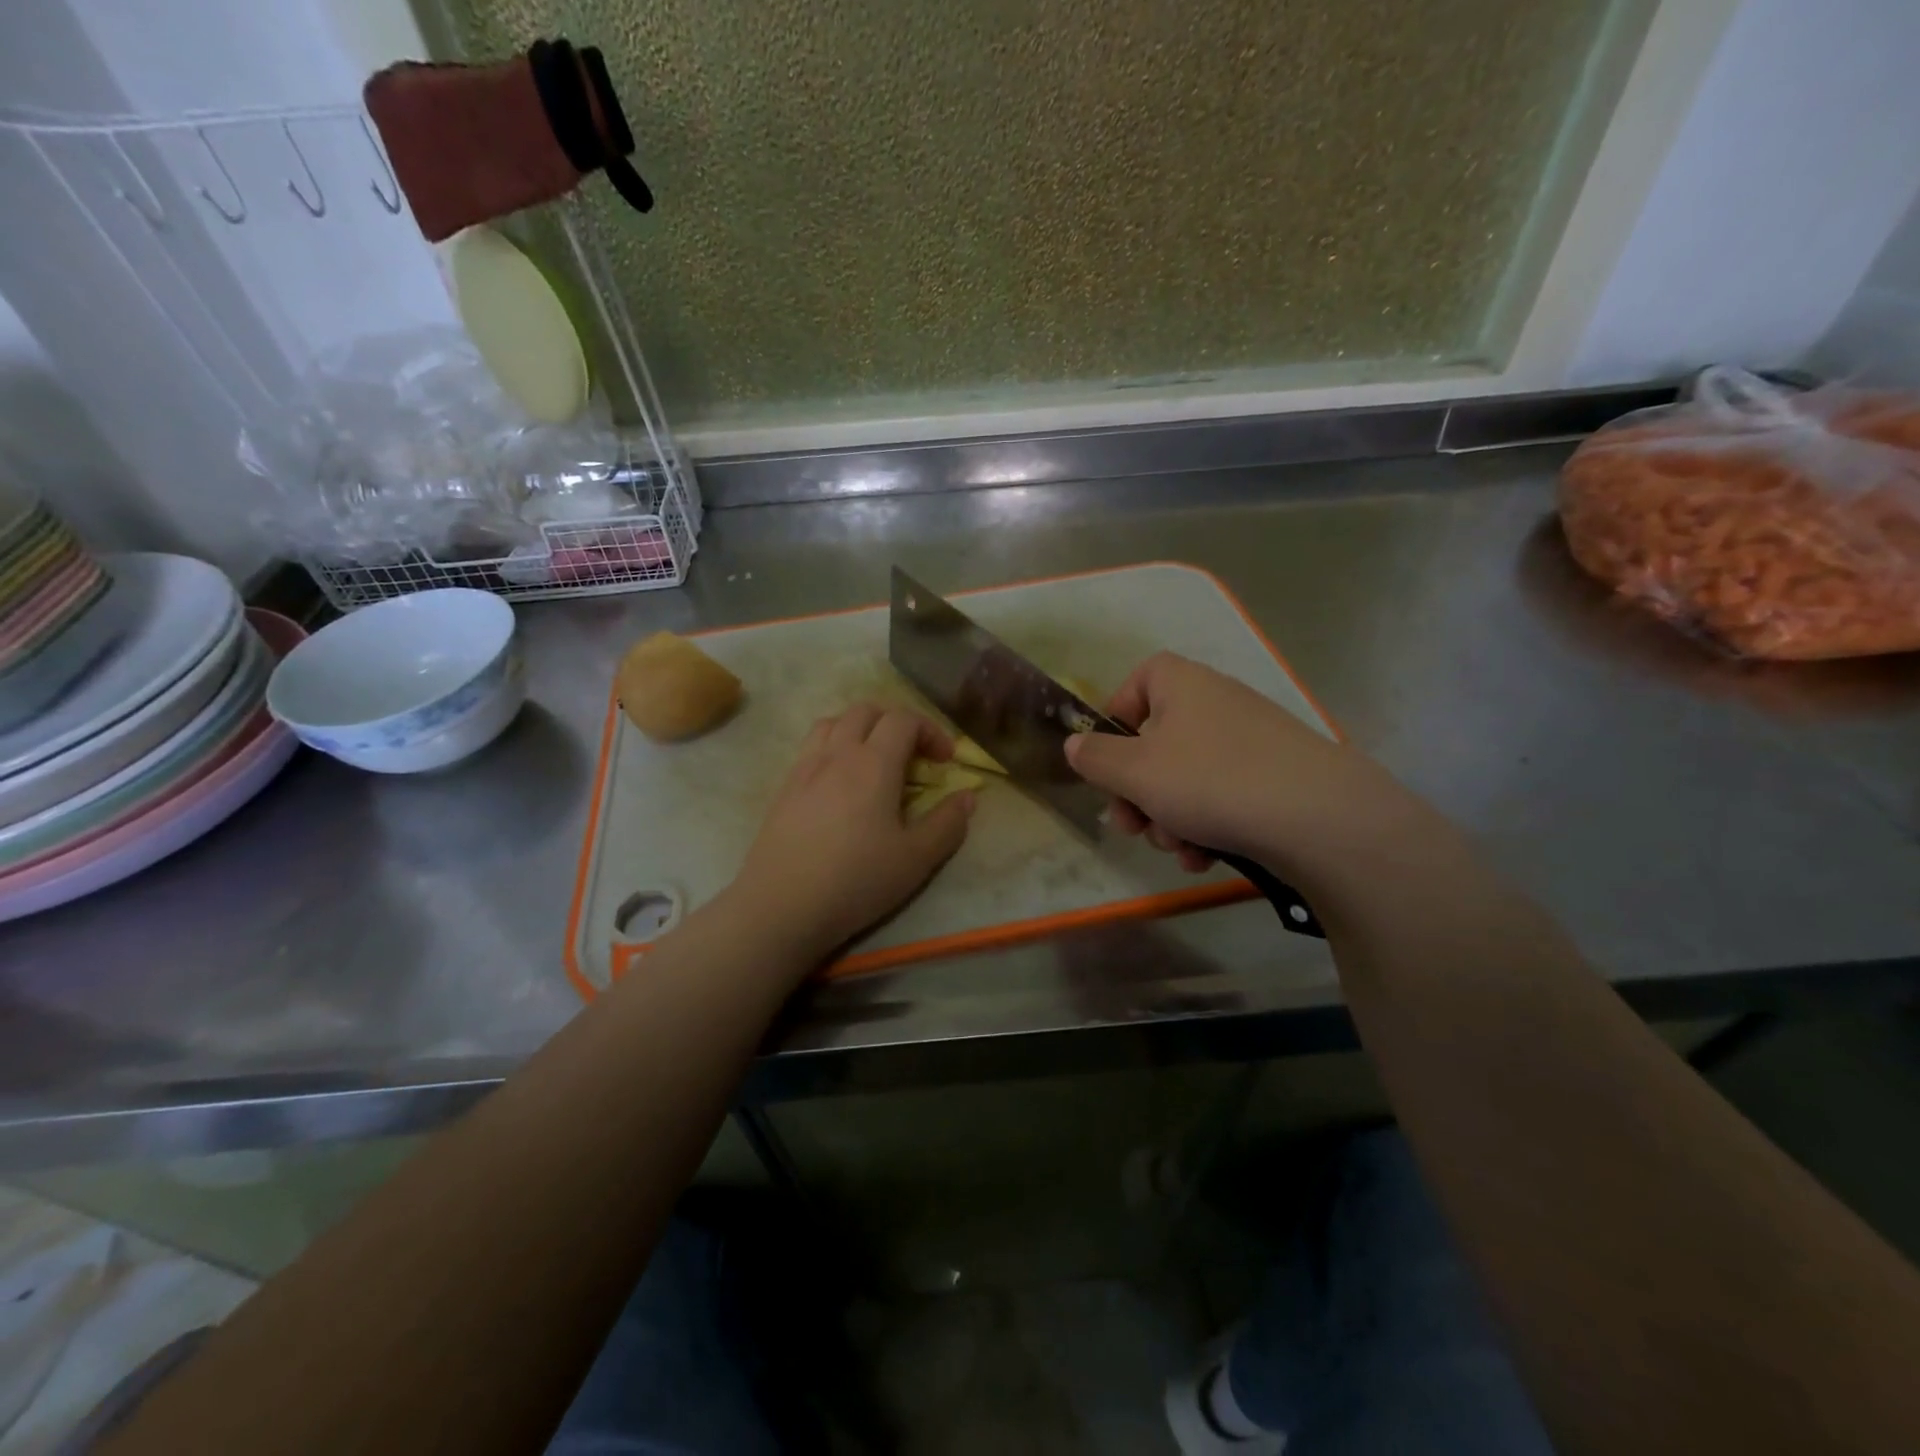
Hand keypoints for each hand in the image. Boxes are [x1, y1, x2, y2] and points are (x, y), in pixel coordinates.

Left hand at [731, 704, 974, 964]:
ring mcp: (805, 768)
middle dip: (896, 723)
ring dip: (861, 729)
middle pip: (866, 711)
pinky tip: (839, 784)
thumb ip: (947, 824)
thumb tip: (967, 797)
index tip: (945, 761)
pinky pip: (811, 746)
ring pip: (833, 722)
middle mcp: (837, 754)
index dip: (930, 731)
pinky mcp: (784, 788)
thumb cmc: (855, 881)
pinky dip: (833, 747)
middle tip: (913, 756)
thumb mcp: (916, 859)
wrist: (781, 906)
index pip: (903, 719)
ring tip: (874, 760)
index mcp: (873, 763)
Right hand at [1064, 652, 1400, 873]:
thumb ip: (1095, 757)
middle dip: (1137, 791)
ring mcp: (1250, 740)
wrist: (1319, 817)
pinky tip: (1205, 857)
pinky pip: (1223, 795)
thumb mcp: (1134, 772)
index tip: (1108, 761)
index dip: (1115, 719)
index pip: (1138, 680)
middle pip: (1157, 741)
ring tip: (1178, 848)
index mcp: (1181, 685)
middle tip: (1131, 827)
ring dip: (1169, 817)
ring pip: (1187, 777)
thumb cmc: (1210, 780)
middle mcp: (1216, 702)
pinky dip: (1207, 825)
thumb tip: (1075, 745)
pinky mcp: (1276, 776)